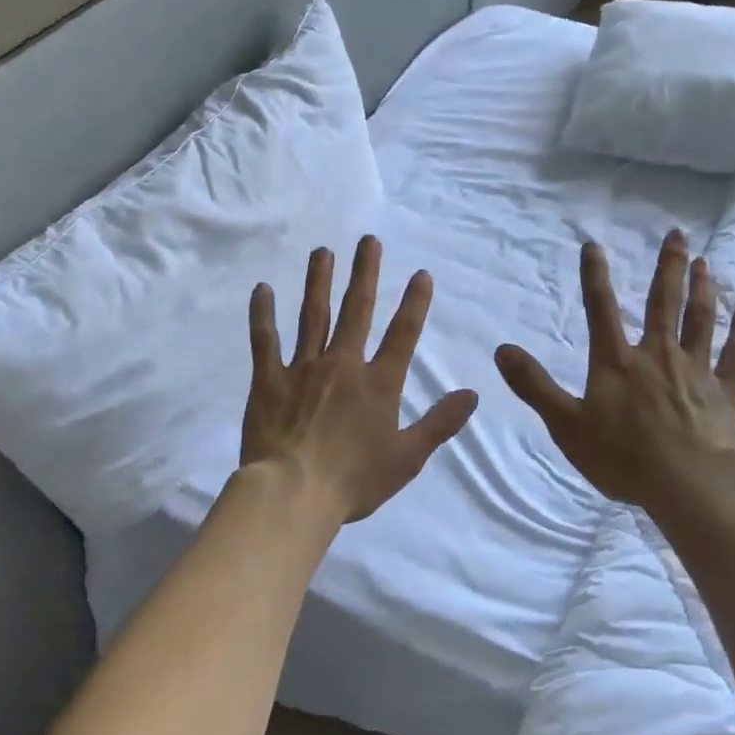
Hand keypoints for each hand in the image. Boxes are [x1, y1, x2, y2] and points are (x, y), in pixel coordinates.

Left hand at [242, 236, 478, 524]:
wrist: (293, 494)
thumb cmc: (354, 481)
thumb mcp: (408, 457)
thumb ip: (440, 422)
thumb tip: (473, 393)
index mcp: (378, 384)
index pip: (402, 335)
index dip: (415, 303)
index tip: (421, 273)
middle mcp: (342, 365)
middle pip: (357, 311)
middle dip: (365, 274)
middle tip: (368, 240)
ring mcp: (303, 369)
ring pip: (313, 316)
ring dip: (319, 282)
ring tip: (322, 251)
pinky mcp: (268, 380)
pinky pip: (265, 341)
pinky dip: (263, 315)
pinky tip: (261, 289)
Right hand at [495, 229, 734, 515]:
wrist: (688, 484)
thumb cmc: (623, 456)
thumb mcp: (566, 425)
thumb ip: (535, 386)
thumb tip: (502, 349)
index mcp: (617, 361)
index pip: (601, 309)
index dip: (595, 276)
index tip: (594, 245)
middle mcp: (658, 355)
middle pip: (663, 303)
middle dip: (668, 267)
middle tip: (678, 235)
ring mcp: (695, 370)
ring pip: (701, 320)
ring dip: (703, 289)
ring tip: (706, 263)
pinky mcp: (724, 391)